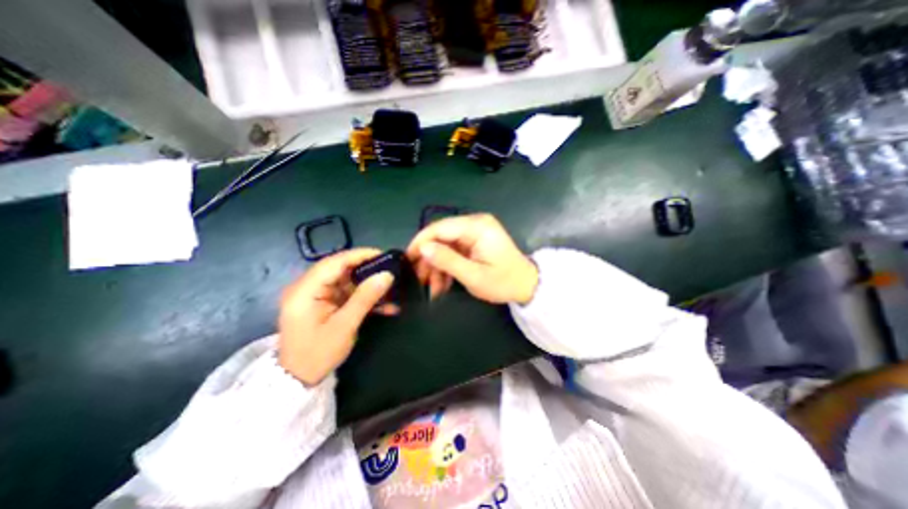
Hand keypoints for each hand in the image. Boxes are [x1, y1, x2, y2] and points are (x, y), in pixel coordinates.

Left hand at [278, 249, 396, 386]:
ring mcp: (317, 295)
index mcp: (305, 290)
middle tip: (390, 269)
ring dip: (369, 285)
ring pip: (347, 281)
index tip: (383, 255)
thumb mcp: (344, 326)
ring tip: (391, 288)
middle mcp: (308, 287)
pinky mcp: (325, 303)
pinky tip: (384, 305)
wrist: (298, 379)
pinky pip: (347, 293)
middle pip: (341, 269)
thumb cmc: (317, 353)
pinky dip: (365, 297)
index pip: (334, 262)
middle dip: (367, 269)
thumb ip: (365, 298)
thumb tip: (387, 275)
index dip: (360, 255)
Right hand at [406, 213, 536, 304]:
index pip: (440, 228)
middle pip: (441, 236)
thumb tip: (423, 248)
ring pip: (445, 246)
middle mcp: (474, 224)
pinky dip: (446, 267)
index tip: (408, 260)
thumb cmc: (504, 282)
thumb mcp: (474, 276)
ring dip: (437, 267)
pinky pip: (453, 251)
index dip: (421, 242)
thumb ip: (448, 261)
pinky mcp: (474, 242)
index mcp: (477, 226)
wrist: (526, 286)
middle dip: (429, 259)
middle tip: (420, 280)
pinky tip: (442, 284)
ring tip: (433, 289)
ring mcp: (474, 233)